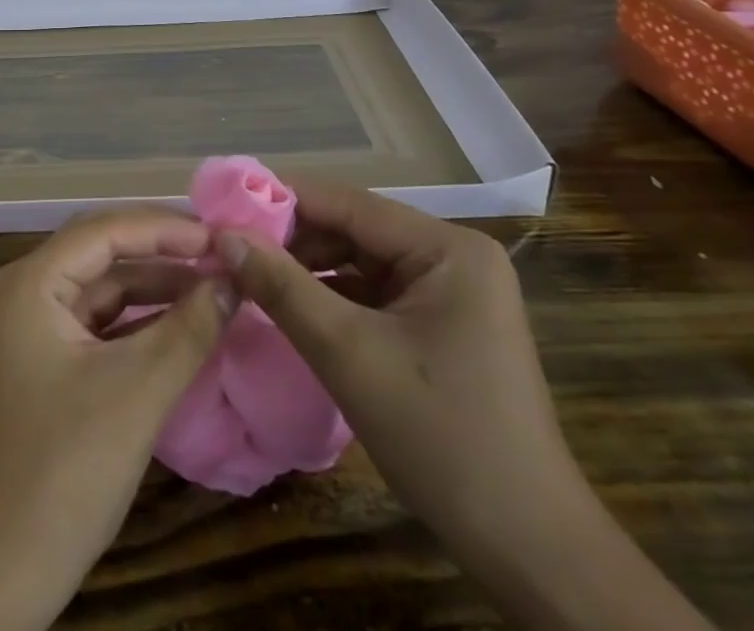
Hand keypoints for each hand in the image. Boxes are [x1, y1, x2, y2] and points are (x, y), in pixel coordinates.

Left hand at [0, 209, 235, 630]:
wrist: (5, 567)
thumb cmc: (66, 468)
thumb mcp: (137, 392)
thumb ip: (189, 329)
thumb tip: (233, 280)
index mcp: (33, 281)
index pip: (106, 230)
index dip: (165, 228)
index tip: (220, 237)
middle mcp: (31, 290)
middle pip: (104, 250)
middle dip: (162, 249)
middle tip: (221, 252)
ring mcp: (39, 326)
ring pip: (106, 285)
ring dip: (157, 284)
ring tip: (215, 283)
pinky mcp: (52, 359)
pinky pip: (104, 320)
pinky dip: (144, 318)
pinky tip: (186, 321)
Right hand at [216, 176, 569, 541]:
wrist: (530, 552)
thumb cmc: (442, 439)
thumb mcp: (348, 354)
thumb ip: (281, 286)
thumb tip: (223, 235)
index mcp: (447, 247)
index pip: (348, 203)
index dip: (281, 201)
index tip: (223, 208)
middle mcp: (453, 256)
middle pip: (354, 229)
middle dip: (291, 240)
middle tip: (229, 250)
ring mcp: (452, 292)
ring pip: (360, 262)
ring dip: (307, 269)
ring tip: (248, 276)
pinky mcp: (443, 325)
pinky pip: (374, 294)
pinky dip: (331, 298)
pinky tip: (289, 308)